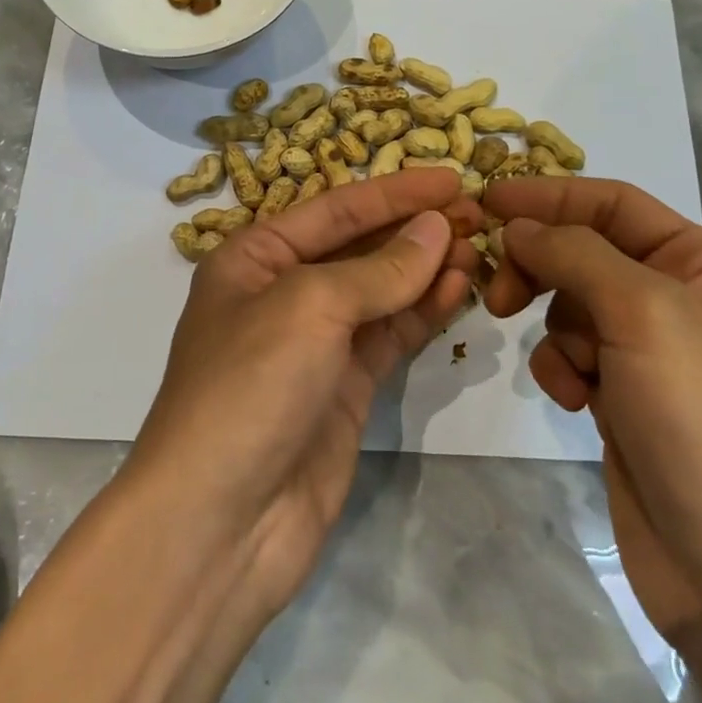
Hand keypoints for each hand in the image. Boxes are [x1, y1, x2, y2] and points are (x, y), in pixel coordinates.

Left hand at [129, 171, 482, 616]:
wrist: (220, 524)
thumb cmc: (250, 388)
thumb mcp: (309, 308)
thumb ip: (379, 269)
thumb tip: (438, 228)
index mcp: (254, 258)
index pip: (336, 210)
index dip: (395, 192)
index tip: (452, 178)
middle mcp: (281, 294)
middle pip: (360, 248)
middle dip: (416, 230)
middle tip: (479, 214)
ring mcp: (314, 345)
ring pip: (381, 292)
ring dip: (427, 269)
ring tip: (481, 249)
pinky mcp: (343, 390)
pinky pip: (390, 336)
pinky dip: (423, 313)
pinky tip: (460, 290)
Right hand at [481, 177, 701, 640]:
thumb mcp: (644, 312)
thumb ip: (576, 253)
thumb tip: (519, 224)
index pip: (613, 203)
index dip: (549, 195)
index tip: (486, 200)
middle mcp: (677, 299)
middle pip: (584, 252)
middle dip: (541, 268)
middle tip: (498, 292)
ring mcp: (649, 352)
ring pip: (570, 306)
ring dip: (555, 330)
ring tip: (568, 371)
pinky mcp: (623, 398)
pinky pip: (571, 356)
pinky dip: (562, 370)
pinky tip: (576, 403)